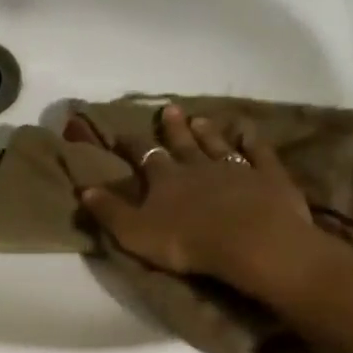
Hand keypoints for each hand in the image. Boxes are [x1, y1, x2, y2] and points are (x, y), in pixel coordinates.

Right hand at [64, 103, 331, 295]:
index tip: (120, 134)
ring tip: (200, 118)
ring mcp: (236, 169)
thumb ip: (109, 211)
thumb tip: (84, 189)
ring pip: (217, 144)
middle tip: (169, 109)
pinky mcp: (269, 178)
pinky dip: (254, 141)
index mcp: (165, 178)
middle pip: (182, 142)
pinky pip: (260, 154)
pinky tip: (250, 131)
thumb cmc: (188, 241)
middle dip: (173, 127)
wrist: (253, 244)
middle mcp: (197, 166)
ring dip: (207, 132)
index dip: (131, 144)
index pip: (144, 155)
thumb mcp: (135, 232)